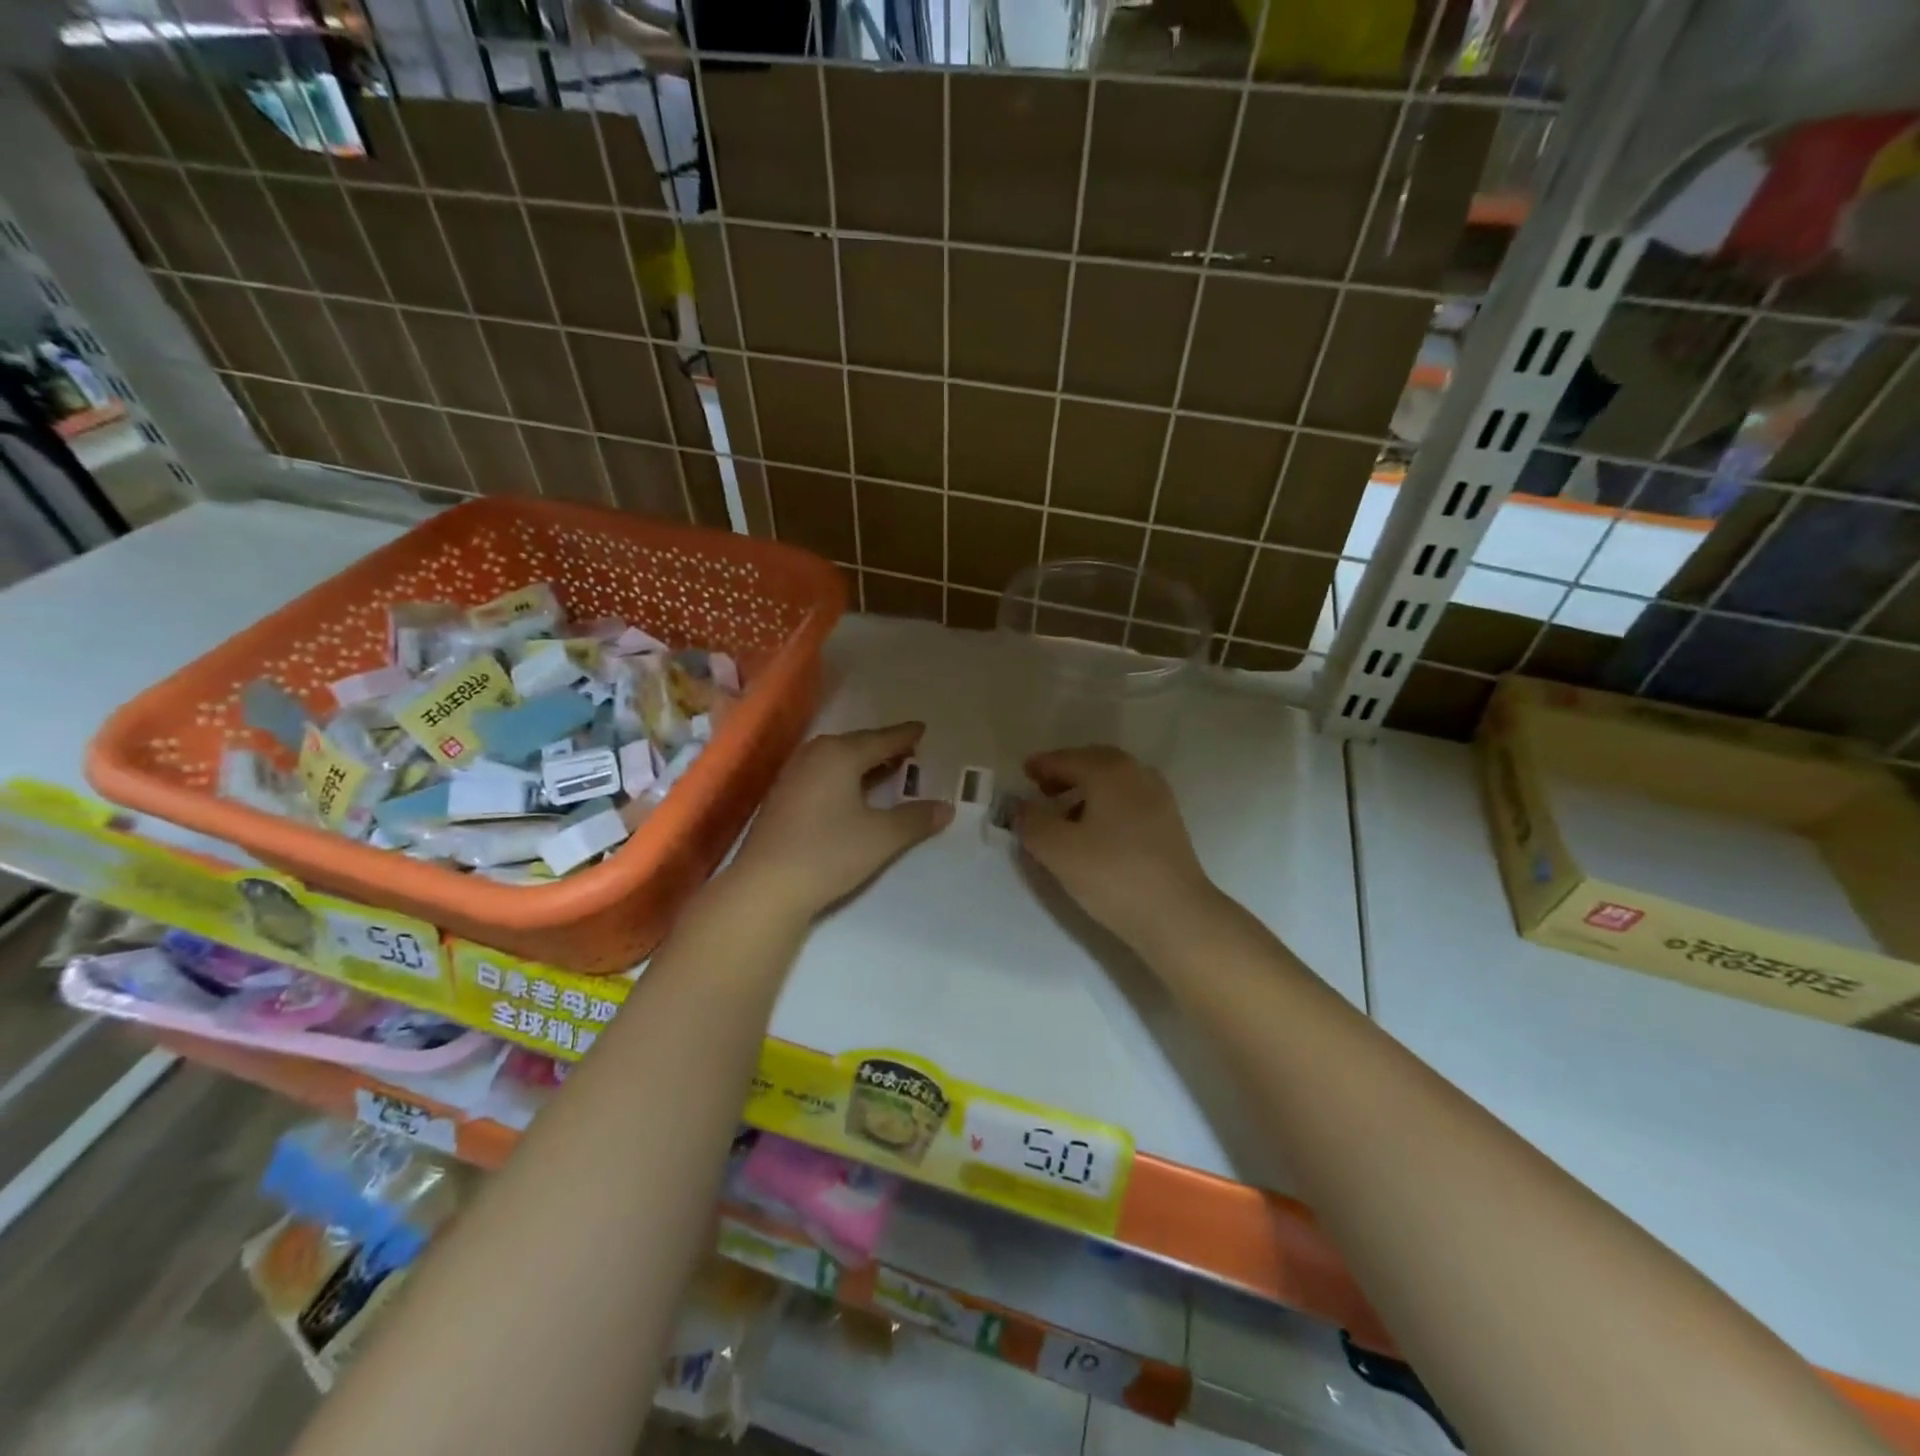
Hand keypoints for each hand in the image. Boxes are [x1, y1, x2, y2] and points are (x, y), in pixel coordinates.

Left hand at [731, 723, 952, 917]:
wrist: (766, 886)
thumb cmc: (829, 852)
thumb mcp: (881, 837)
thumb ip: (916, 819)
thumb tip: (946, 808)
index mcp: (839, 754)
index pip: (881, 739)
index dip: (905, 736)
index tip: (922, 729)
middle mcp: (814, 755)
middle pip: (856, 745)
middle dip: (883, 747)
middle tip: (909, 750)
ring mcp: (793, 775)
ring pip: (836, 760)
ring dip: (862, 763)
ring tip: (886, 770)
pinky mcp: (781, 797)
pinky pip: (821, 774)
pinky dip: (843, 776)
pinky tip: (852, 792)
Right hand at [1015, 746, 1218, 957]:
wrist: (1176, 916)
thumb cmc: (1112, 875)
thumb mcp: (1058, 850)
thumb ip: (1032, 822)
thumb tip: (1020, 806)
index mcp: (1109, 771)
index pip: (1067, 759)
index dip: (1042, 765)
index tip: (1023, 773)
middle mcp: (1137, 774)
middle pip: (1094, 763)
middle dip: (1066, 773)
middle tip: (1041, 789)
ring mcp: (1158, 798)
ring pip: (1114, 782)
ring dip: (1086, 789)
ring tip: (1064, 815)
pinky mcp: (1168, 824)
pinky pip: (1128, 800)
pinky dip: (1106, 804)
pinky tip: (1095, 832)